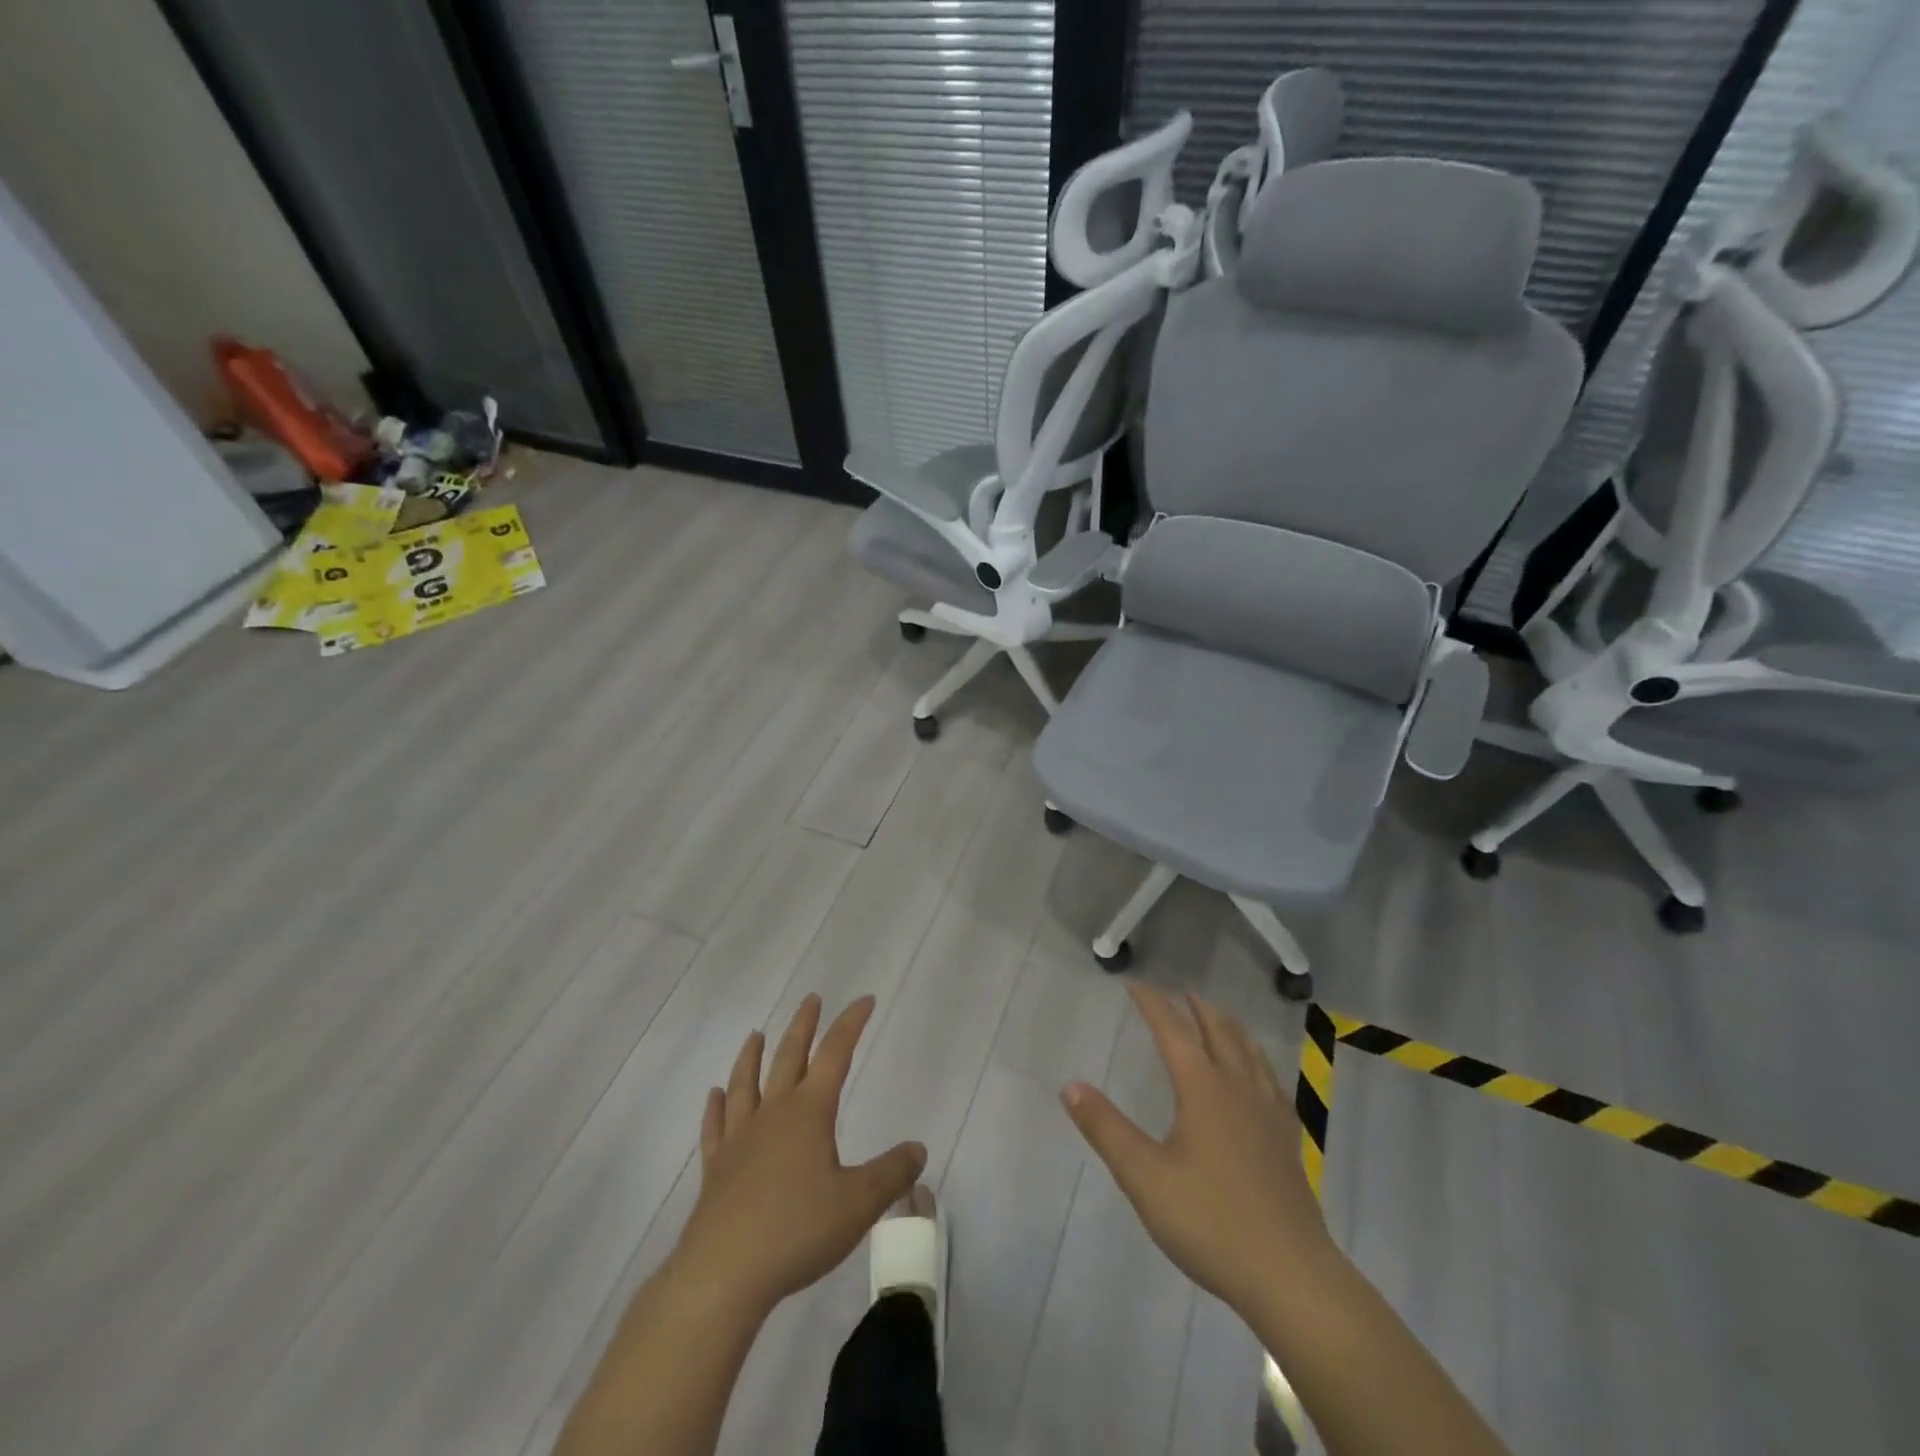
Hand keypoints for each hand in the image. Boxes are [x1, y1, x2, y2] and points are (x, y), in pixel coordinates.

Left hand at [670, 994, 926, 1317]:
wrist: (724, 1274)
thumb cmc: (797, 1230)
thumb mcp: (859, 1203)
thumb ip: (891, 1173)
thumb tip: (918, 1148)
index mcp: (809, 1112)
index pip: (835, 1054)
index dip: (851, 1023)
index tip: (864, 1000)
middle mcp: (773, 1114)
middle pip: (788, 1057)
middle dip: (803, 1026)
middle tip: (811, 999)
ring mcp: (739, 1139)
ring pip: (746, 1084)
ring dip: (752, 1056)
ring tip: (756, 1034)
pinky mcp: (715, 1169)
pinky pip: (715, 1127)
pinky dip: (716, 1107)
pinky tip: (715, 1096)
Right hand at [1061, 985, 1330, 1312]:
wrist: (1291, 1276)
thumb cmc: (1211, 1222)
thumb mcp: (1145, 1178)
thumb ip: (1106, 1129)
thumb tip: (1070, 1085)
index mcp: (1203, 1088)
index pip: (1173, 1031)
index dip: (1153, 1004)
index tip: (1135, 984)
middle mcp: (1238, 1088)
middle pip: (1219, 1032)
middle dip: (1197, 1008)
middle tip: (1180, 993)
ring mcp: (1269, 1114)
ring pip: (1250, 1052)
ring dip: (1230, 1027)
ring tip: (1218, 1018)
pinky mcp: (1288, 1140)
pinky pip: (1272, 1081)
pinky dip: (1258, 1061)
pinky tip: (1259, 1076)